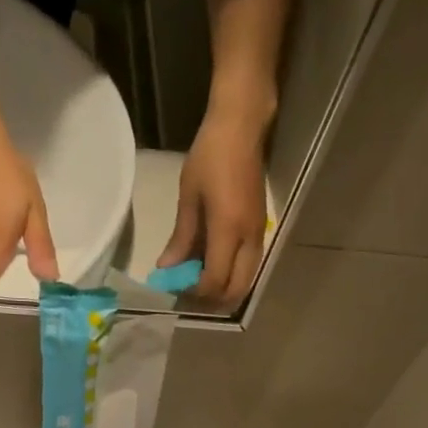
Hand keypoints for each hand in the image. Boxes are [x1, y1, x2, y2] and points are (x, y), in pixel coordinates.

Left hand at [160, 107, 269, 310]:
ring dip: (225, 290)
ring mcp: (259, 235)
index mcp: (228, 230)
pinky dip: (233, 276)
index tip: (177, 290)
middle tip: (190, 294)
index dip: (196, 293)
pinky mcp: (261, 230)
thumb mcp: (189, 196)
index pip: (215, 281)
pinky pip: (249, 267)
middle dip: (213, 300)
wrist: (242, 127)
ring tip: (201, 284)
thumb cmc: (210, 156)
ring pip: (246, 282)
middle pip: (236, 290)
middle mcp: (249, 239)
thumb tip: (166, 269)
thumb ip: (181, 237)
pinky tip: (214, 266)